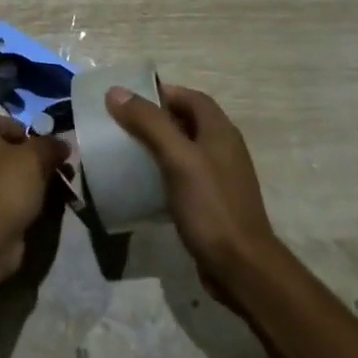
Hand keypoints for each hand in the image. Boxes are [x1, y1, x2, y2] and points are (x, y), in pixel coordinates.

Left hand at [0, 113, 68, 280]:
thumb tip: (61, 144)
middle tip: (54, 167)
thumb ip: (51, 145)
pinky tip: (39, 206)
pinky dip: (18, 197)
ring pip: (3, 173)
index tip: (42, 145)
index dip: (23, 129)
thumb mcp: (36, 157)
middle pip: (2, 148)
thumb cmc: (6, 185)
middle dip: (32, 156)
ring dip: (29, 178)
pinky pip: (0, 195)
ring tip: (56, 188)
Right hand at [104, 84, 279, 303]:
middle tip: (122, 126)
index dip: (163, 93)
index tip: (129, 100)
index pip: (191, 98)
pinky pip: (185, 176)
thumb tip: (116, 91)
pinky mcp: (212, 202)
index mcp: (220, 131)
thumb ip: (150, 123)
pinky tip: (143, 185)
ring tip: (127, 152)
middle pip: (188, 122)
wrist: (240, 266)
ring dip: (158, 146)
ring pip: (185, 150)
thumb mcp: (177, 159)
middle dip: (156, 119)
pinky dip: (164, 173)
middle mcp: (224, 148)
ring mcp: (220, 177)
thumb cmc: (210, 206)